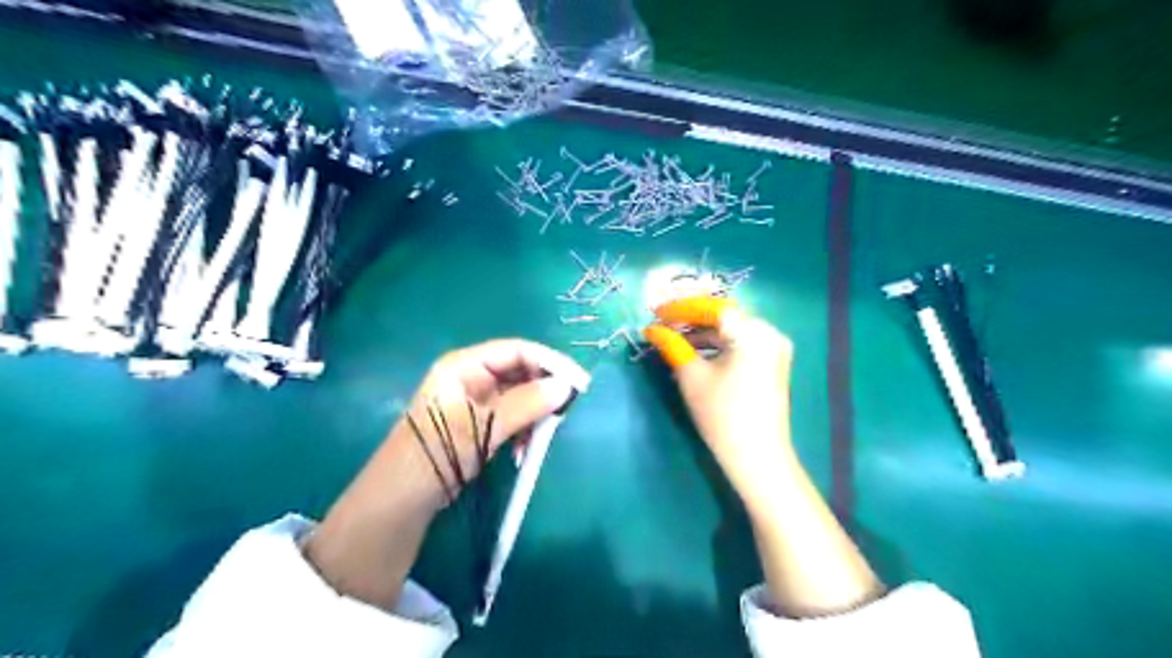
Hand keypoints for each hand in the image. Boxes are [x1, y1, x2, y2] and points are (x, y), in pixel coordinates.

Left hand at [305, 343, 589, 607]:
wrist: (399, 504)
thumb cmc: (434, 457)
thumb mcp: (481, 428)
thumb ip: (525, 405)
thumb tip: (566, 387)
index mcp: (464, 366)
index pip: (517, 350)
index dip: (550, 363)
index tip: (579, 383)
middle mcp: (471, 377)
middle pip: (521, 371)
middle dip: (544, 390)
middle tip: (566, 412)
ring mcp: (475, 401)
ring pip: (520, 396)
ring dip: (535, 414)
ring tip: (542, 438)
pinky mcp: (480, 424)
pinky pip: (513, 417)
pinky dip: (525, 429)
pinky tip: (525, 450)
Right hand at [640, 296, 797, 509]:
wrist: (757, 457)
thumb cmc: (722, 414)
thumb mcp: (691, 376)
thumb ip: (671, 345)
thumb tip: (651, 329)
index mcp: (753, 331)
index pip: (712, 307)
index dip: (681, 308)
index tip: (655, 313)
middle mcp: (769, 333)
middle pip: (724, 317)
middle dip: (690, 319)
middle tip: (661, 324)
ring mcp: (774, 349)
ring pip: (732, 331)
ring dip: (702, 333)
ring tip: (672, 339)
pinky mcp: (772, 364)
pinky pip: (741, 344)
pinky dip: (718, 345)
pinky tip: (695, 352)